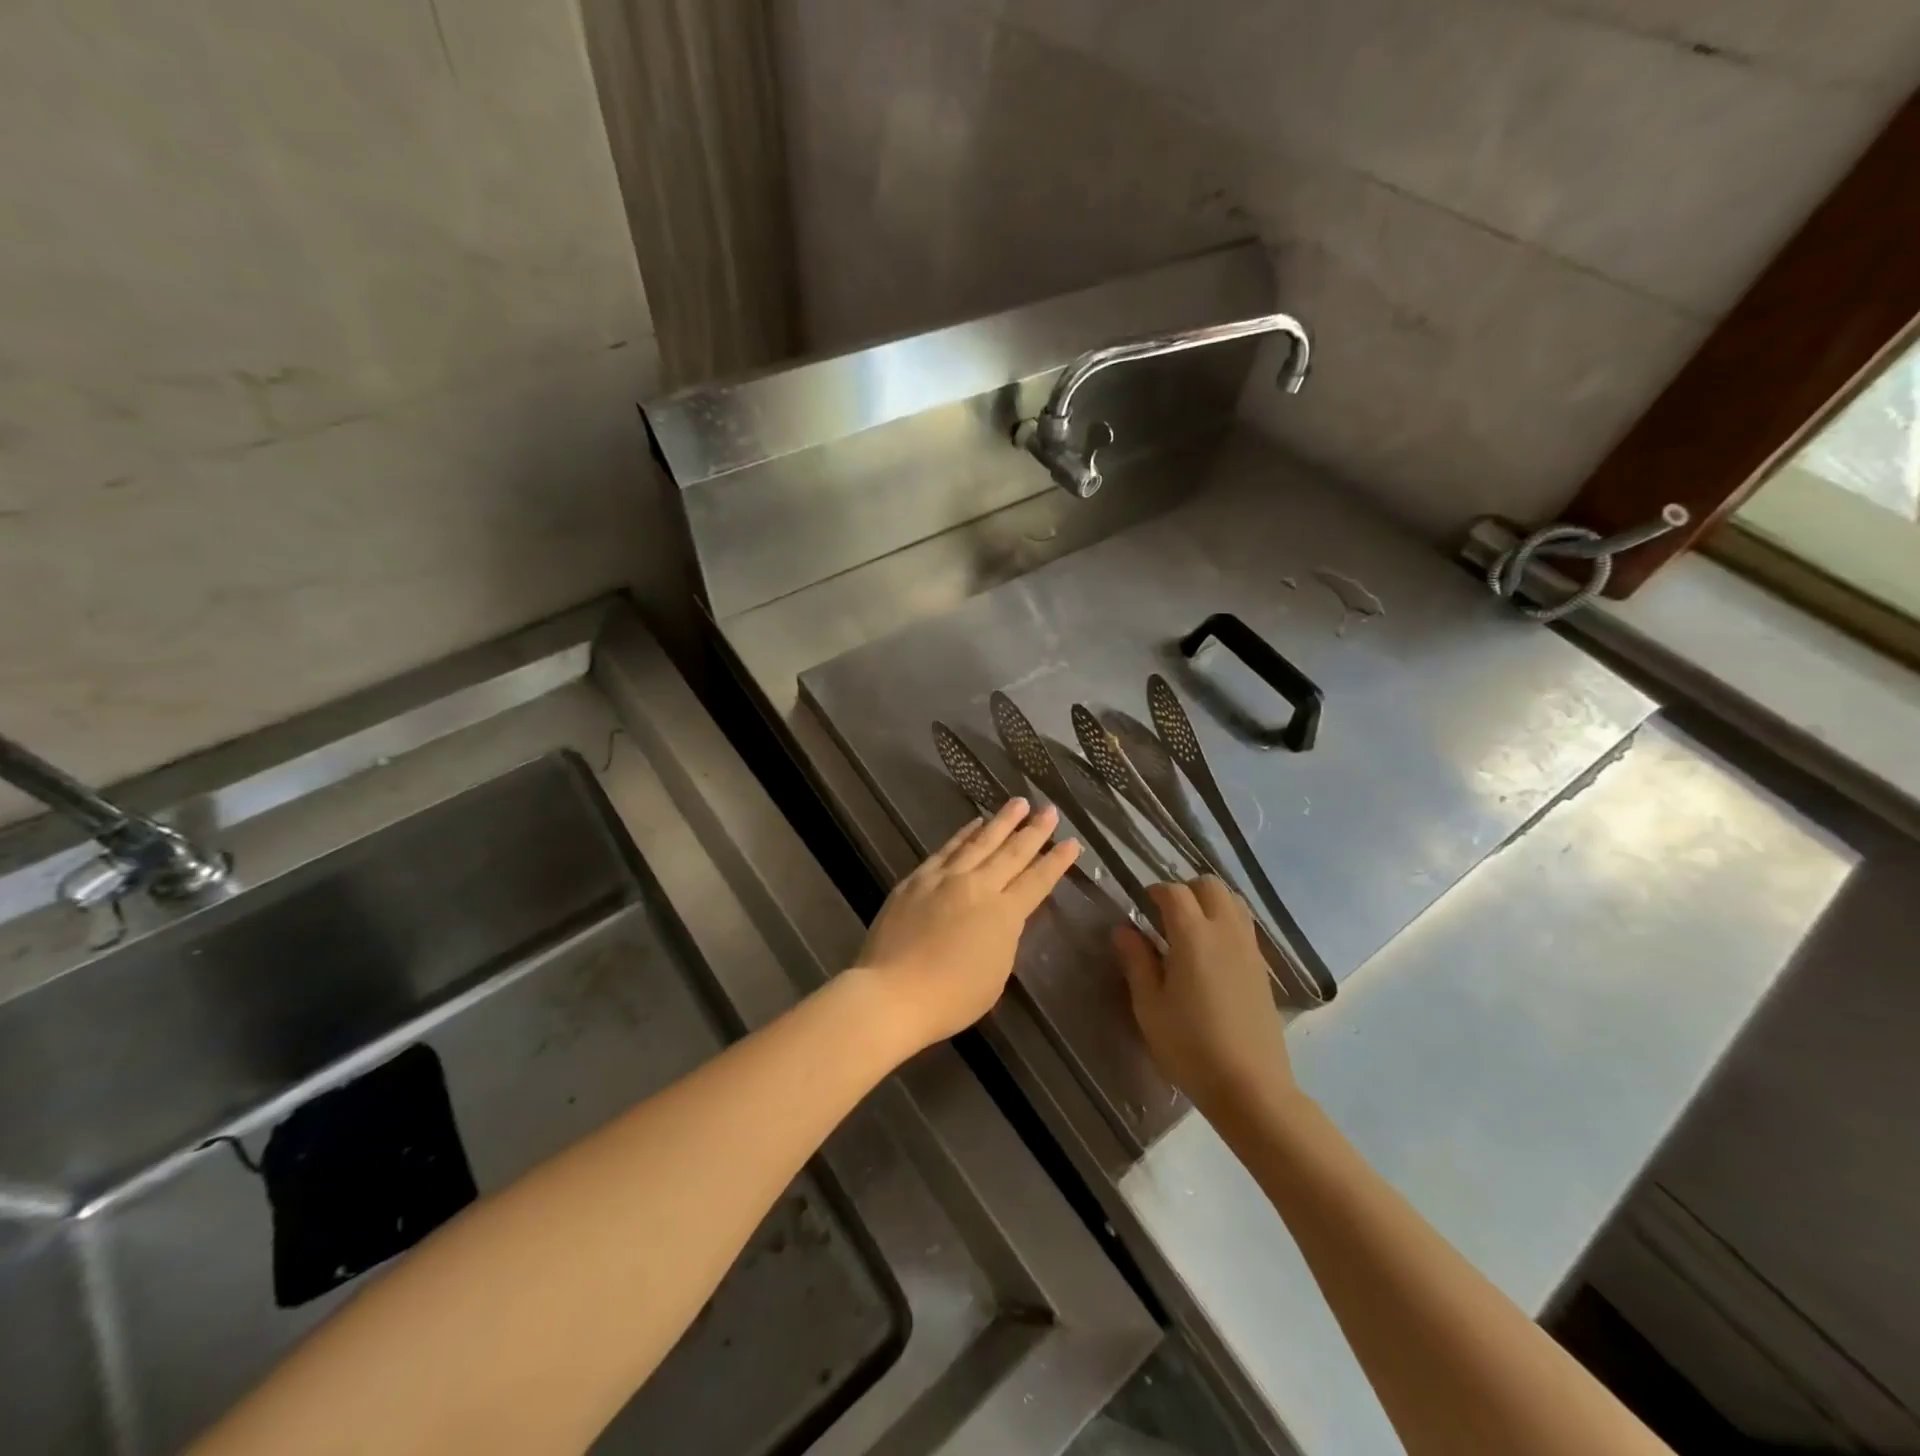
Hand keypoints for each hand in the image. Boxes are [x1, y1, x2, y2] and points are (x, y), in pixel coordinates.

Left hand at [855, 798, 1079, 1051]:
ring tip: (1018, 802)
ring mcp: (944, 878)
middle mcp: (978, 887)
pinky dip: (964, 834)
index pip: (1037, 881)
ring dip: (1002, 821)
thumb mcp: (995, 974)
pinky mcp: (917, 879)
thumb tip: (1003, 916)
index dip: (1057, 862)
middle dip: (1034, 830)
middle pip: (1012, 853)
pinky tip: (974, 823)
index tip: (1072, 842)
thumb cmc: (951, 997)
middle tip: (1050, 810)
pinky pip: (947, 849)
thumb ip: (1004, 938)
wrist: (892, 992)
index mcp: (1003, 914)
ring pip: (980, 841)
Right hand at [1114, 878, 1295, 1118]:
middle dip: (1186, 889)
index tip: (1141, 905)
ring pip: (1233, 901)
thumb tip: (1124, 930)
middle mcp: (1225, 932)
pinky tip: (1211, 952)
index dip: (1155, 891)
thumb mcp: (1149, 1006)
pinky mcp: (1263, 968)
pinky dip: (1226, 921)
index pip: (1174, 892)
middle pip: (1210, 885)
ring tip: (1189, 928)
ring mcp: (1249, 949)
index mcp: (1193, 936)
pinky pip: (1244, 925)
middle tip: (1165, 913)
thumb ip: (1136, 961)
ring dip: (1209, 902)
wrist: (1250, 1087)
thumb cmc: (1190, 1047)